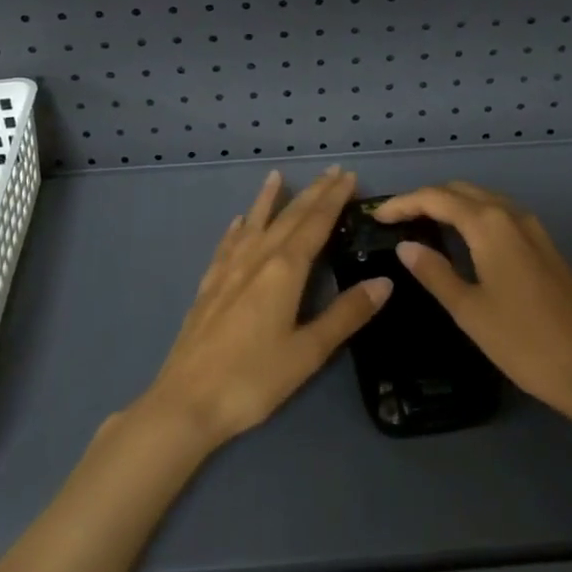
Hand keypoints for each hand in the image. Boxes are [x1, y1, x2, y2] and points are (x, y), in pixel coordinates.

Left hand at [140, 166, 389, 450]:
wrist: (186, 400)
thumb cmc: (253, 379)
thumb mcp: (308, 352)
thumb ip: (346, 315)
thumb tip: (384, 282)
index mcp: (284, 270)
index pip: (315, 224)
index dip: (333, 199)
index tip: (348, 176)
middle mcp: (257, 259)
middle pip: (288, 217)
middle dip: (312, 193)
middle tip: (331, 171)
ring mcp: (228, 270)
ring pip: (254, 223)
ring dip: (268, 199)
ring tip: (277, 176)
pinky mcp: (208, 286)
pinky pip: (227, 245)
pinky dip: (236, 229)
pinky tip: (237, 223)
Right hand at [372, 181, 571, 420]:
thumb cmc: (524, 342)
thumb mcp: (469, 310)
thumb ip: (435, 273)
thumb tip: (405, 246)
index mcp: (489, 225)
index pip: (436, 198)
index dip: (403, 203)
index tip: (377, 217)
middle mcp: (511, 215)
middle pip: (460, 190)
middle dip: (426, 198)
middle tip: (397, 219)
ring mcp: (533, 228)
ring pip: (483, 199)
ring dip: (451, 204)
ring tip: (423, 225)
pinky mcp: (544, 245)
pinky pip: (500, 214)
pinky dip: (473, 215)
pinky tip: (463, 240)